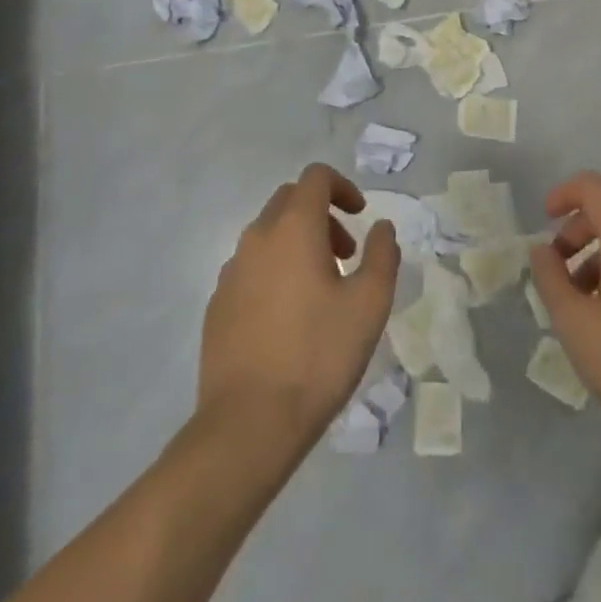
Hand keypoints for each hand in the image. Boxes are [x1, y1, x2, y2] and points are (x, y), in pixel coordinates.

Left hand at [199, 163, 399, 445]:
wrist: (248, 424)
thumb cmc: (317, 356)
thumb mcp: (369, 305)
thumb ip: (382, 256)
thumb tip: (383, 228)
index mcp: (294, 227)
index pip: (315, 177)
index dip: (342, 187)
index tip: (361, 217)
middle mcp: (257, 237)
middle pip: (289, 200)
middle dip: (321, 215)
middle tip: (346, 255)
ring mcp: (231, 270)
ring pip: (268, 234)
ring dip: (297, 243)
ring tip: (321, 291)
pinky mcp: (217, 303)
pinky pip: (250, 267)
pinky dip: (274, 271)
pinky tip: (288, 318)